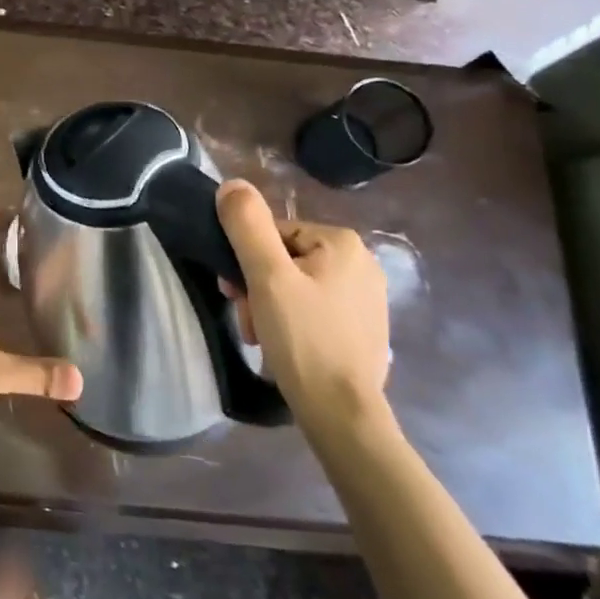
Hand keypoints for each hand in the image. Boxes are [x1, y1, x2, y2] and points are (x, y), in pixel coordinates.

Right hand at [216, 179, 390, 439]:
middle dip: (257, 288)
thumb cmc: (304, 338)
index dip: (246, 261)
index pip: (274, 233)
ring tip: (262, 338)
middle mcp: (362, 263)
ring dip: (269, 307)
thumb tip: (232, 184)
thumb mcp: (267, 276)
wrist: (342, 414)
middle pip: (285, 260)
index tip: (235, 293)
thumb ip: (247, 226)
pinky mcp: (364, 328)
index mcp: (342, 243)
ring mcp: (367, 298)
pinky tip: (285, 348)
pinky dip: (293, 323)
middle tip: (248, 320)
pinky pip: (315, 310)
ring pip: (296, 287)